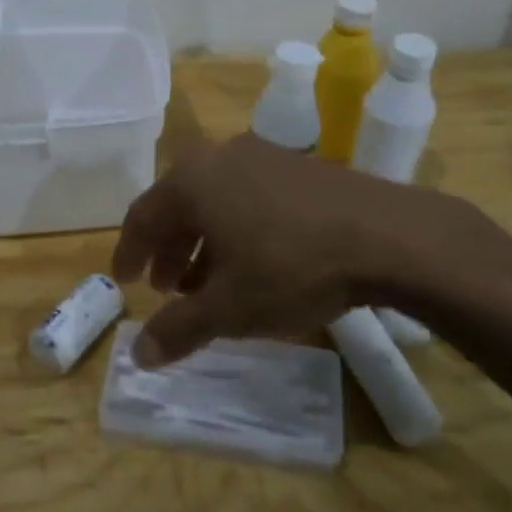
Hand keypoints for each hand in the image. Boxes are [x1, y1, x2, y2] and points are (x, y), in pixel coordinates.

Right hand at [111, 136, 463, 364]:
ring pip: (217, 201)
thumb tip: (138, 355)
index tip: (124, 280)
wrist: (387, 236)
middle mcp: (222, 157)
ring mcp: (264, 156)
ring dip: (204, 243)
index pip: (143, 215)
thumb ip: (178, 329)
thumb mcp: (228, 307)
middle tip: (168, 290)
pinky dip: (238, 229)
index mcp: (193, 180)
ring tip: (209, 284)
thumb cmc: (290, 267)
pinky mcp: (300, 167)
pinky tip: (255, 263)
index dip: (130, 251)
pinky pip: (249, 196)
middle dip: (170, 250)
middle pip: (180, 205)